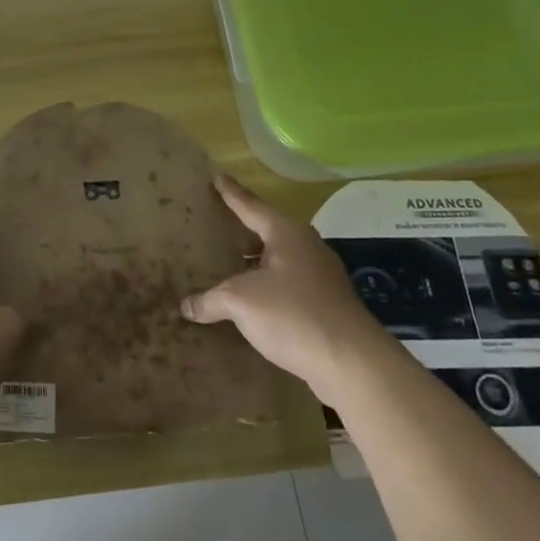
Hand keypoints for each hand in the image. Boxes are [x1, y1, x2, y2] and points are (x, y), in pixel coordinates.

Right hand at [180, 175, 389, 394]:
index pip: (252, 206)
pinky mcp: (326, 304)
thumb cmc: (293, 315)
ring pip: (278, 261)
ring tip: (228, 264)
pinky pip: (287, 285)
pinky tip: (251, 302)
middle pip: (268, 232)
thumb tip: (187, 306)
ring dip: (255, 263)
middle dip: (243, 230)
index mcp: (287, 235)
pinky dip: (266, 287)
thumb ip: (211, 300)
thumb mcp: (241, 302)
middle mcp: (307, 248)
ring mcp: (321, 277)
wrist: (352, 363)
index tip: (217, 177)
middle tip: (217, 224)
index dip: (231, 193)